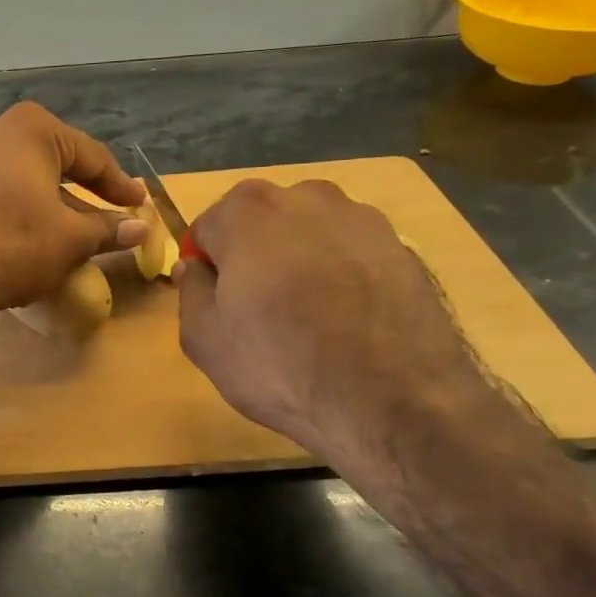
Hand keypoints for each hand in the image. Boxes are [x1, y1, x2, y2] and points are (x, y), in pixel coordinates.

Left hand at [0, 103, 147, 322]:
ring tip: (78, 227)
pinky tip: (36, 231)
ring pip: (28, 176)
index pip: (91, 156)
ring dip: (55, 200)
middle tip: (113, 210)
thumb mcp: (71, 239)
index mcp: (32, 129)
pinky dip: (26, 206)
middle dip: (85, 188)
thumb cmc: (15, 244)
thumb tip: (141, 228)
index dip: (119, 184)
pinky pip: (2, 189)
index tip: (139, 204)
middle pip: (57, 161)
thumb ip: (108, 229)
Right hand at [175, 179, 498, 467]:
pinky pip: (352, 255)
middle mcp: (307, 197)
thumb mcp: (204, 339)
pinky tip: (347, 322)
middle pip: (262, 222)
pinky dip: (343, 276)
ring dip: (300, 261)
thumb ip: (191, 291)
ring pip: (311, 234)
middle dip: (254, 255)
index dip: (208, 266)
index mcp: (248, 211)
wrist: (391, 399)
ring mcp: (363, 219)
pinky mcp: (404, 248)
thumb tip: (193, 268)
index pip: (208, 227)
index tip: (217, 302)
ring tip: (308, 317)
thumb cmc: (278, 364)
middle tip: (258, 311)